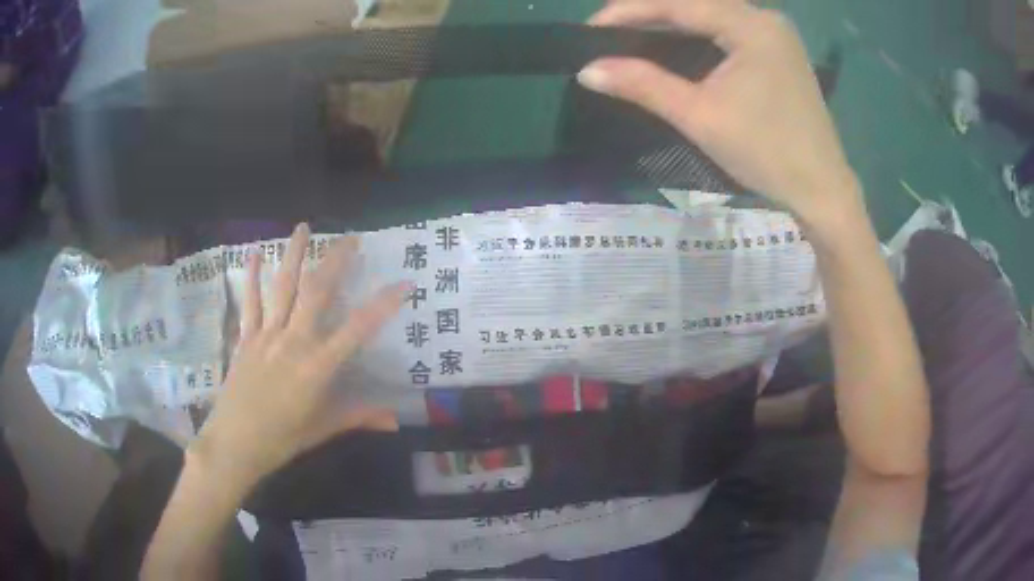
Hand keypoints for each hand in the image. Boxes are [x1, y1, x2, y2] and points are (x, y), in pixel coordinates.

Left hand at [190, 223, 409, 485]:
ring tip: (303, 227)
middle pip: (317, 292)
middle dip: (335, 261)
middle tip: (350, 237)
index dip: (383, 305)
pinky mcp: (245, 338)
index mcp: (318, 367)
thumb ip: (358, 417)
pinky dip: (252, 277)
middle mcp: (294, 342)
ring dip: (293, 255)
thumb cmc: (282, 440)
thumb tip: (395, 420)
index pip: (357, 329)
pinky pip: (250, 303)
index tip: (404, 283)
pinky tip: (255, 253)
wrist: (235, 444)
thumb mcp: (323, 429)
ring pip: (283, 288)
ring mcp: (266, 336)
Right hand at [577, 0, 862, 227]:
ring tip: (635, 34)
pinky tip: (678, 45)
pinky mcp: (781, 52)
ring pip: (714, 16)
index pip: (679, 4)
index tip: (591, 26)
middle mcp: (766, 19)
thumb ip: (643, 85)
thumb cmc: (766, 153)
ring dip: (674, 23)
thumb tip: (587, 70)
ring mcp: (777, 35)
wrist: (822, 191)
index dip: (630, 10)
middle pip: (697, 4)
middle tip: (609, 30)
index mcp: (751, 26)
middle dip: (651, 13)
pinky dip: (700, 35)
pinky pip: (731, 31)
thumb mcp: (700, 116)